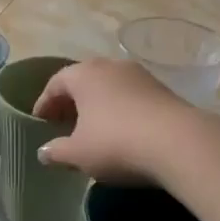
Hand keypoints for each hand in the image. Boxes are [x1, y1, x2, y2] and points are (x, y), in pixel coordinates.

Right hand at [33, 59, 196, 182]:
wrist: (179, 143)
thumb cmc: (116, 143)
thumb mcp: (78, 154)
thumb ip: (56, 151)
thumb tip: (43, 152)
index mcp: (84, 74)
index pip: (56, 83)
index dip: (44, 103)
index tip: (39, 122)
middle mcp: (112, 66)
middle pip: (84, 81)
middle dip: (71, 102)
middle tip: (63, 123)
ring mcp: (141, 76)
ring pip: (110, 88)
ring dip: (97, 106)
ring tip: (92, 129)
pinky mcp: (163, 91)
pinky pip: (131, 97)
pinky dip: (120, 111)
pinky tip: (121, 132)